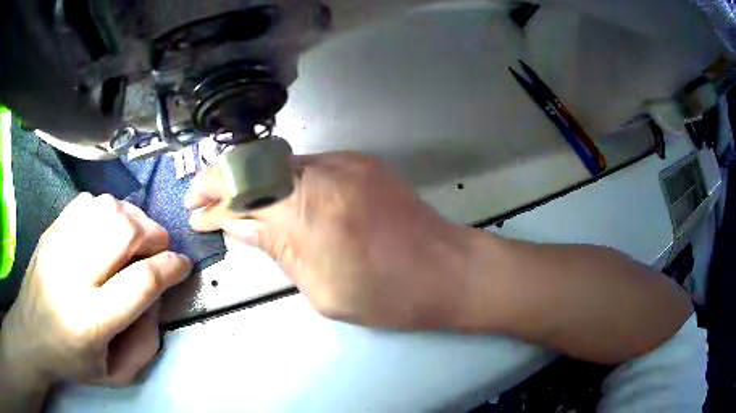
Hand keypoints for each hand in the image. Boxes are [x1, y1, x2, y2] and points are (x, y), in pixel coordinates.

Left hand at [0, 194, 191, 389]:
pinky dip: (108, 209)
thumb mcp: (117, 373)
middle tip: (160, 248)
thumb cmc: (74, 361)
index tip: (182, 265)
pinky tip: (109, 228)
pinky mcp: (52, 229)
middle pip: (124, 232)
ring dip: (133, 218)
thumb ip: (147, 342)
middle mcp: (73, 275)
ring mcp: (58, 245)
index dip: (170, 267)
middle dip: (154, 234)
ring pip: (107, 209)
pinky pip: (88, 203)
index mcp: (91, 320)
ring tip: (137, 236)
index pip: (141, 281)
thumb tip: (157, 296)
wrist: (32, 333)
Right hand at [186, 153, 475, 328]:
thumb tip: (238, 226)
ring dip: (253, 182)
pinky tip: (281, 201)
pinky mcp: (362, 162)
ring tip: (238, 204)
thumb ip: (276, 250)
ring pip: (281, 163)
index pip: (242, 194)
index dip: (212, 200)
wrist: (445, 269)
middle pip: (256, 165)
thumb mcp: (321, 289)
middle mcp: (324, 173)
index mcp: (309, 212)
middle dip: (224, 182)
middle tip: (206, 200)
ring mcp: (346, 162)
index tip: (195, 210)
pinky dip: (285, 181)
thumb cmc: (387, 295)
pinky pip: (309, 166)